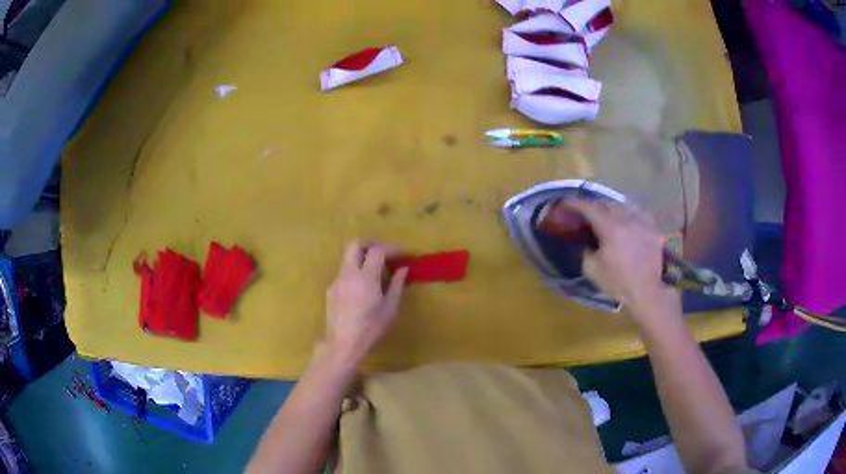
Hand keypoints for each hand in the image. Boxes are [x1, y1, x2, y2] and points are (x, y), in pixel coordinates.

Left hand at [323, 241, 407, 365]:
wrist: (342, 344)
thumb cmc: (370, 329)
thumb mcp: (389, 309)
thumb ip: (396, 285)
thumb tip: (403, 269)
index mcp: (366, 277)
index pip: (377, 251)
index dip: (391, 249)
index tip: (403, 255)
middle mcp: (348, 273)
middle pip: (355, 244)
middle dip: (372, 243)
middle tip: (385, 252)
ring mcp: (337, 280)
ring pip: (348, 256)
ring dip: (362, 256)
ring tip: (376, 270)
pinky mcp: (331, 289)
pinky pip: (344, 271)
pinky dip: (355, 269)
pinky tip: (363, 286)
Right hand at [564, 199, 679, 320]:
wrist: (646, 292)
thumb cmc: (617, 282)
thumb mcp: (591, 269)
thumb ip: (586, 251)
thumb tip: (588, 243)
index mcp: (609, 228)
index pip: (588, 207)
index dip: (574, 203)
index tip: (565, 204)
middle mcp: (626, 219)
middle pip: (606, 203)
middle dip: (594, 207)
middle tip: (587, 215)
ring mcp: (642, 222)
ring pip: (623, 205)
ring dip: (612, 209)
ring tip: (608, 218)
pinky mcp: (652, 228)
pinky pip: (638, 213)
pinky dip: (629, 214)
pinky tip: (628, 222)